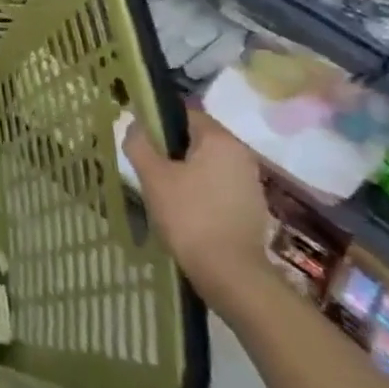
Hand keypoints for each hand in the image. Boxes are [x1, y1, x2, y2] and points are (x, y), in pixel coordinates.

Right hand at [124, 109, 271, 310]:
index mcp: (220, 140)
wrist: (231, 274)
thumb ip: (139, 143)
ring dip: (187, 172)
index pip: (185, 113)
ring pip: (209, 164)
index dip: (159, 122)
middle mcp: (242, 155)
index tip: (142, 142)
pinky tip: (186, 213)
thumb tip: (135, 125)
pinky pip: (220, 186)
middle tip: (149, 169)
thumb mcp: (153, 176)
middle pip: (198, 139)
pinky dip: (202, 192)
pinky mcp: (253, 208)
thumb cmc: (189, 216)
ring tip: (165, 193)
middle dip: (172, 150)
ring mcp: (251, 183)